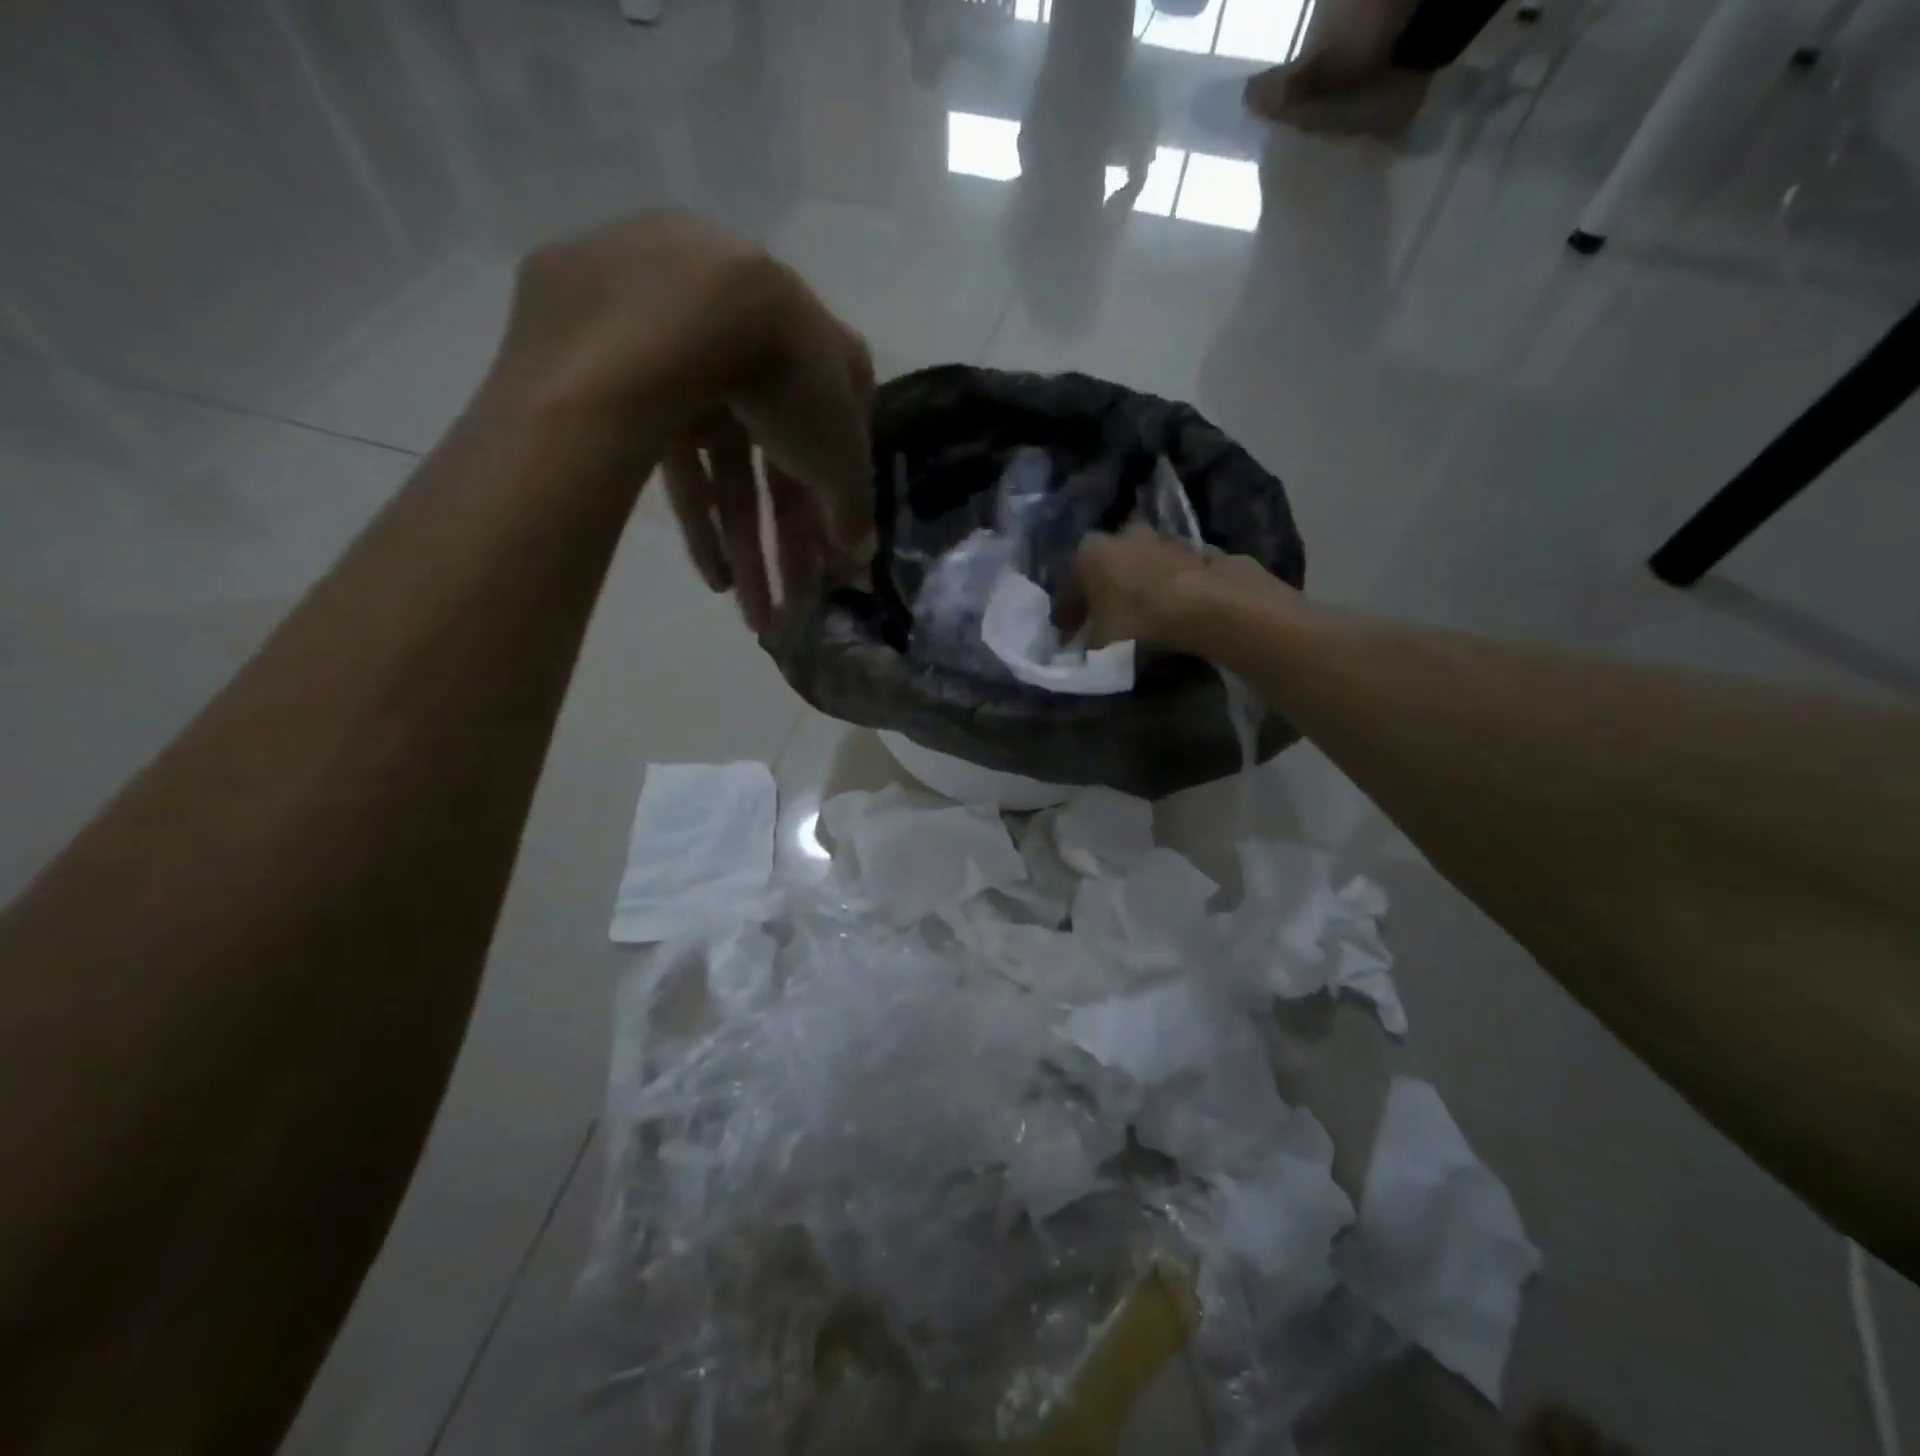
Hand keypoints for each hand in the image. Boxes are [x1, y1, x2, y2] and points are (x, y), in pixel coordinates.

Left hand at [491, 212, 874, 631]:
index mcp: (827, 365)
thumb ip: (852, 510)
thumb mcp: (837, 455)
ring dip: (748, 552)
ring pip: (733, 480)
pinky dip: (701, 524)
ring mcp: (703, 369)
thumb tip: (861, 558)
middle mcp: (768, 363)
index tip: (832, 574)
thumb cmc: (789, 377)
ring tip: (754, 618)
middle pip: (782, 477)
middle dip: (790, 554)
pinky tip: (714, 578)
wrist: (683, 305)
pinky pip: (682, 467)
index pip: (836, 456)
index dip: (833, 520)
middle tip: (790, 616)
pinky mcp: (643, 384)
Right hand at [1059, 523, 1288, 651]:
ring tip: (1139, 619)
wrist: (1206, 605)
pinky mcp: (1196, 549)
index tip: (1068, 638)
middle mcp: (1121, 535)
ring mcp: (1162, 538)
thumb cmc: (1138, 620)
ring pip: (1138, 566)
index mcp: (1089, 552)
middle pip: (1104, 569)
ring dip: (1135, 588)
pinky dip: (1165, 589)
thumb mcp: (1100, 643)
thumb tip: (1084, 646)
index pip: (1068, 586)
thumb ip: (1087, 643)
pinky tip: (1170, 611)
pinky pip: (1170, 574)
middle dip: (1101, 594)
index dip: (1066, 615)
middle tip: (1102, 623)